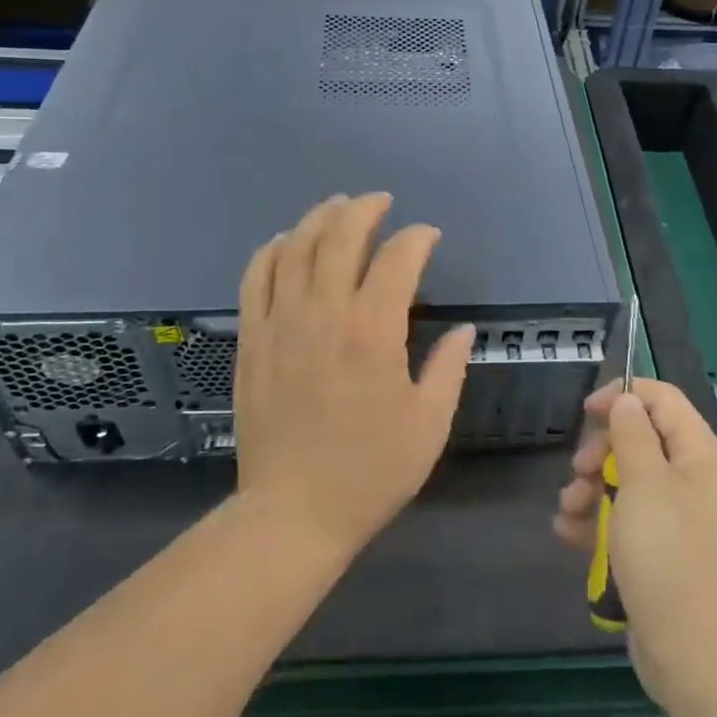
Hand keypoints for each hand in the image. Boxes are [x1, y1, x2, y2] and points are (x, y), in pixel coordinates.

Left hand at [234, 193, 475, 558]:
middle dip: (365, 209)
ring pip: (295, 247)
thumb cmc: (370, 472)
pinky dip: (271, 250)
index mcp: (373, 333)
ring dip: (319, 218)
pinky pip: (255, 277)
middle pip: (340, 237)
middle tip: (382, 202)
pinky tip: (286, 241)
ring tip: (337, 206)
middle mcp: (323, 314)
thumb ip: (449, 368)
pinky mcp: (251, 340)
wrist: (293, 513)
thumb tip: (464, 330)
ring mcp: (280, 323)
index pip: (397, 259)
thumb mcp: (429, 425)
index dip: (417, 238)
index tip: (429, 237)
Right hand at [554, 378, 716, 708]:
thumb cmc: (670, 559)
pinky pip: (629, 521)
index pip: (663, 400)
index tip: (586, 411)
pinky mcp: (665, 553)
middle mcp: (696, 481)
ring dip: (591, 490)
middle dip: (601, 451)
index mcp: (701, 456)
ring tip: (567, 511)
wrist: (698, 659)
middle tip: (578, 472)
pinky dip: (599, 523)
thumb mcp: (643, 485)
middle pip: (641, 441)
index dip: (623, 395)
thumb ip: (632, 435)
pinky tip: (569, 535)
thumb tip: (627, 401)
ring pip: (628, 482)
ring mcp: (681, 519)